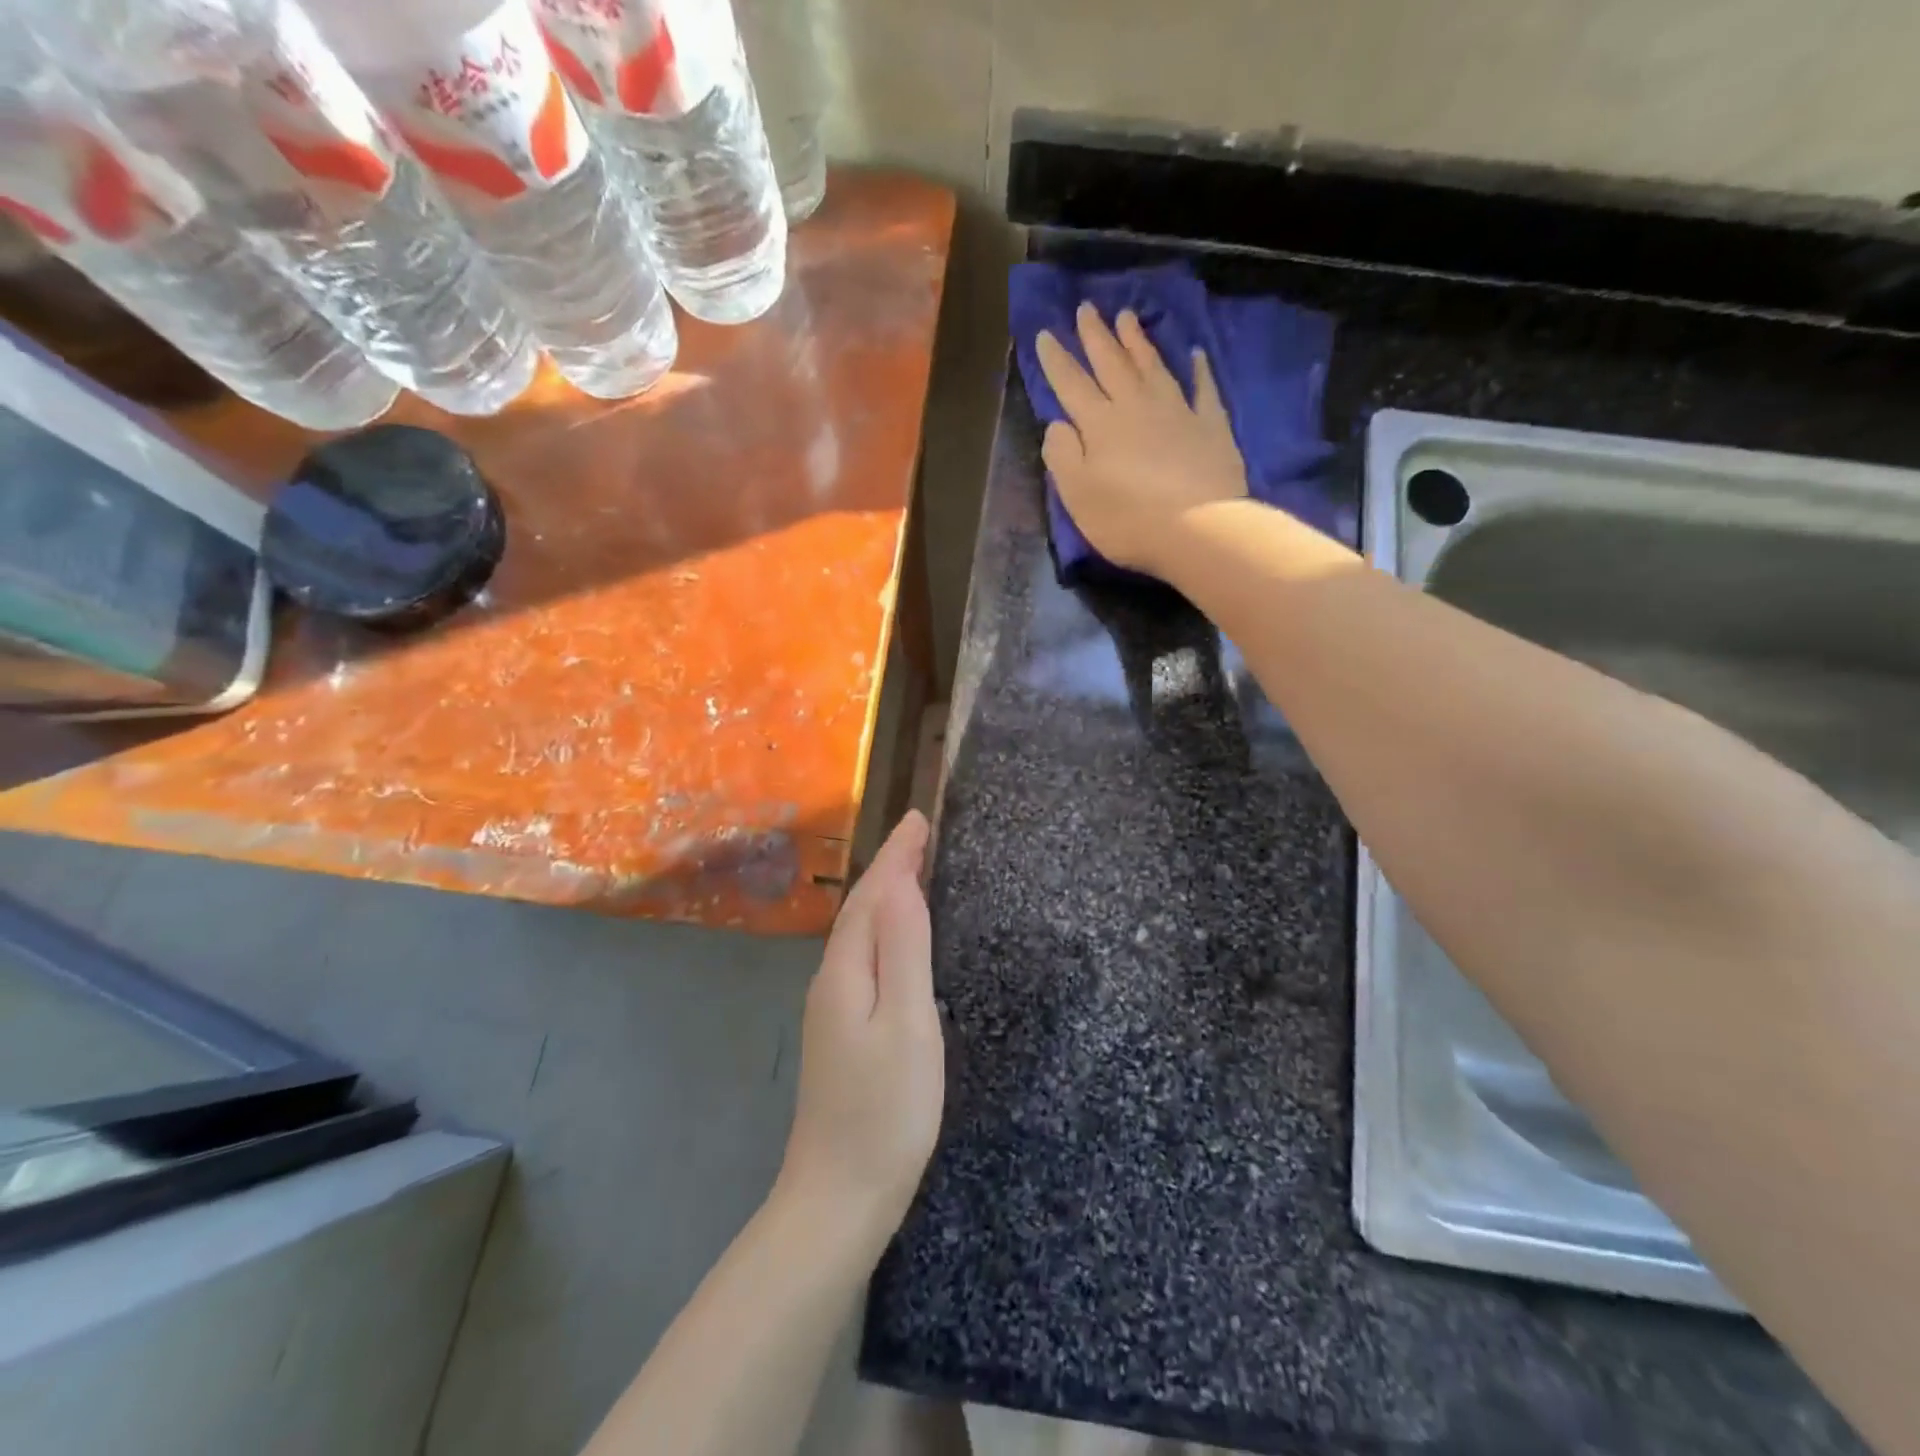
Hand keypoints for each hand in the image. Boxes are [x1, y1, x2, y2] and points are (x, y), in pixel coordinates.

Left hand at [776, 811, 942, 1251]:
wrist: (838, 1198)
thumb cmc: (885, 1109)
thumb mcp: (906, 1022)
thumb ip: (903, 949)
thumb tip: (900, 881)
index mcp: (848, 970)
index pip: (872, 894)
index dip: (897, 855)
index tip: (920, 818)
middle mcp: (833, 980)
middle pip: (861, 908)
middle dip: (891, 867)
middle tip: (922, 836)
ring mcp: (834, 1009)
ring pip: (861, 933)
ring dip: (886, 896)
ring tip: (915, 872)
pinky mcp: (843, 1033)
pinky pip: (866, 958)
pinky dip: (884, 931)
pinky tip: (900, 940)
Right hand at [1036, 303, 1248, 577]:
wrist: (1198, 529)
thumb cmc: (1128, 519)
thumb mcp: (1077, 495)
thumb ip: (1062, 456)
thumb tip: (1058, 424)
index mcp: (1099, 425)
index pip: (1071, 385)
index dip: (1056, 360)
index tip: (1044, 333)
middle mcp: (1136, 407)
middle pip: (1112, 364)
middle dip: (1096, 336)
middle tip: (1086, 308)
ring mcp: (1177, 412)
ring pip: (1152, 367)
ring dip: (1137, 342)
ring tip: (1126, 317)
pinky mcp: (1211, 426)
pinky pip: (1203, 388)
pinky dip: (1199, 369)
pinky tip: (1196, 354)